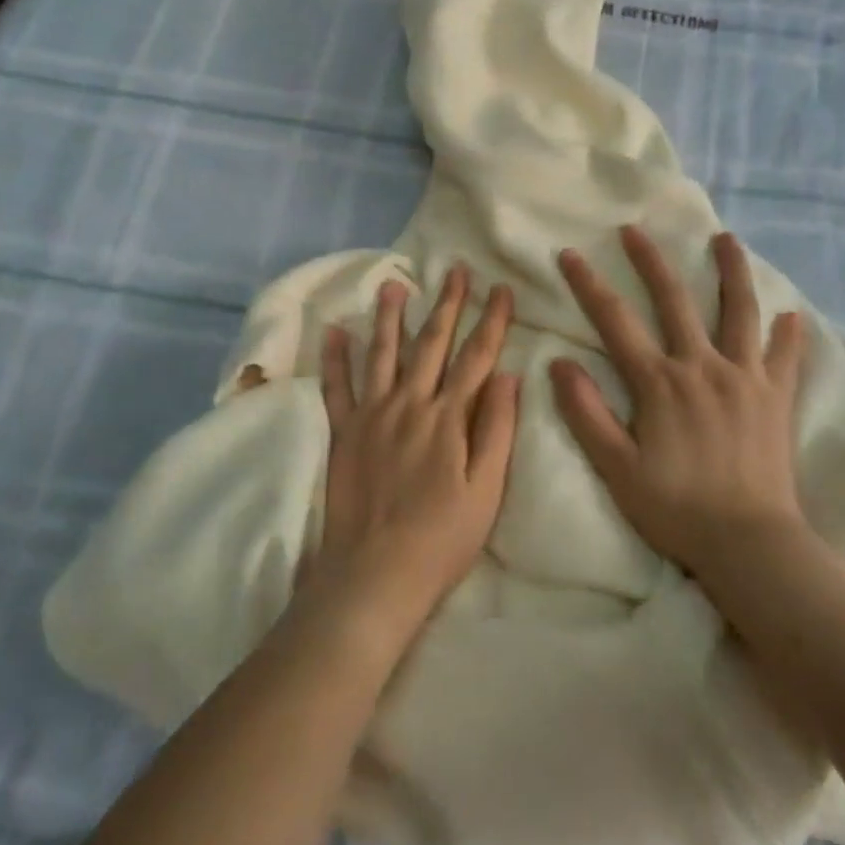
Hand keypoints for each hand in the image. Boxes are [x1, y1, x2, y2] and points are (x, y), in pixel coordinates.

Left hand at [309, 265, 520, 651]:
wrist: (375, 574)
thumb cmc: (441, 538)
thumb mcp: (486, 491)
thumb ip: (497, 430)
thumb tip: (509, 376)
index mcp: (448, 418)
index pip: (476, 357)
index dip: (492, 320)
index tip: (502, 289)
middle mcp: (409, 404)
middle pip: (432, 343)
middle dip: (447, 304)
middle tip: (455, 270)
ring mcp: (372, 414)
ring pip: (383, 353)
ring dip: (390, 316)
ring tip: (394, 284)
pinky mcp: (343, 432)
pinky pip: (337, 387)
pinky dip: (335, 358)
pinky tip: (335, 330)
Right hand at [550, 226, 807, 582]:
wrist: (751, 546)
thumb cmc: (676, 510)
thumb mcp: (616, 468)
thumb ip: (586, 413)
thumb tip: (559, 364)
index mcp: (659, 382)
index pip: (615, 320)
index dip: (589, 284)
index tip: (570, 254)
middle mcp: (701, 366)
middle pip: (674, 299)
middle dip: (650, 260)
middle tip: (635, 229)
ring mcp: (744, 379)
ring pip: (739, 312)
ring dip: (731, 272)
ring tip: (727, 239)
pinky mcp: (775, 398)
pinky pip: (784, 358)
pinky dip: (788, 335)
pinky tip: (791, 316)